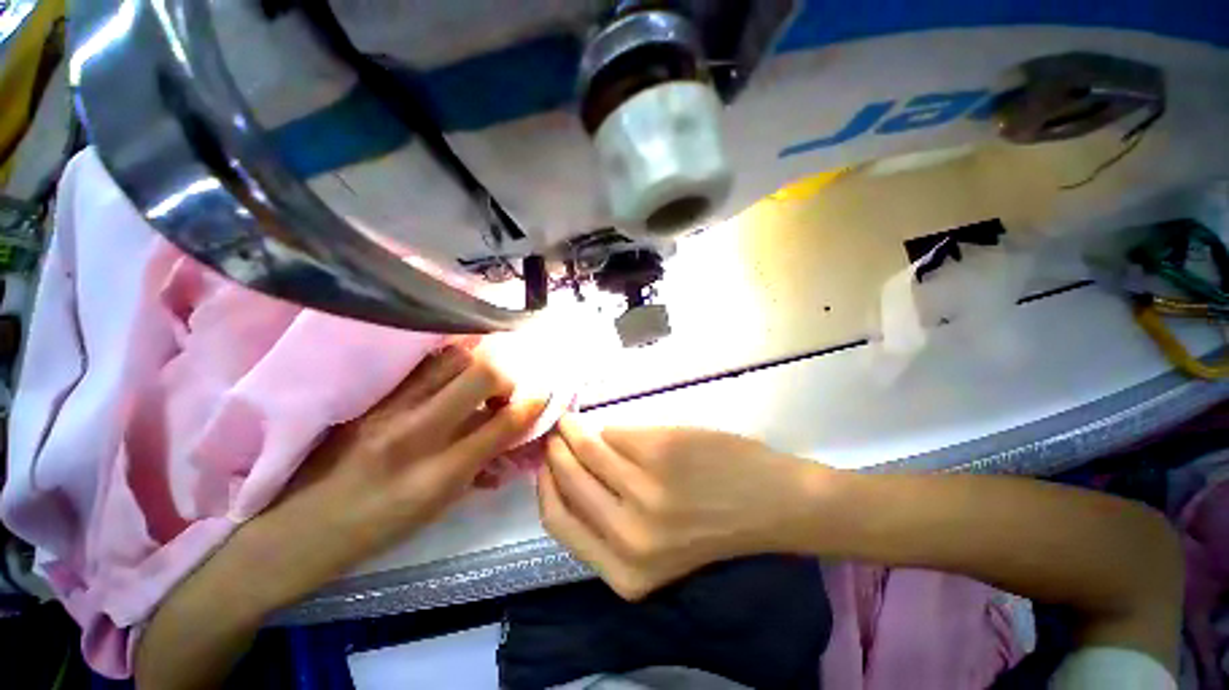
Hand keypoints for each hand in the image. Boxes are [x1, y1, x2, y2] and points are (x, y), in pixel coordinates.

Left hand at [263, 345, 547, 587]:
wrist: (296, 531)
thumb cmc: (377, 529)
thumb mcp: (438, 506)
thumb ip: (481, 464)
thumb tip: (515, 438)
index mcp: (437, 476)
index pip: (501, 424)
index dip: (531, 403)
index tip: (543, 393)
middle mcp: (414, 435)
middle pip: (479, 374)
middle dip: (508, 374)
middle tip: (509, 386)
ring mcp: (386, 409)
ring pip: (451, 358)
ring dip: (478, 363)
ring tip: (480, 379)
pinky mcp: (368, 397)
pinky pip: (421, 363)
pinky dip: (448, 361)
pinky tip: (452, 372)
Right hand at [538, 417, 824, 599]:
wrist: (769, 502)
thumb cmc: (712, 524)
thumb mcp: (653, 546)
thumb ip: (608, 518)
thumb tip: (570, 470)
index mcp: (624, 569)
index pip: (559, 523)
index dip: (545, 488)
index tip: (543, 465)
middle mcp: (628, 535)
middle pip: (568, 481)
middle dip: (555, 452)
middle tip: (555, 434)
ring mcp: (643, 491)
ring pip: (588, 450)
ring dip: (574, 431)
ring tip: (572, 421)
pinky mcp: (658, 453)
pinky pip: (617, 433)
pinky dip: (609, 427)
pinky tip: (608, 424)